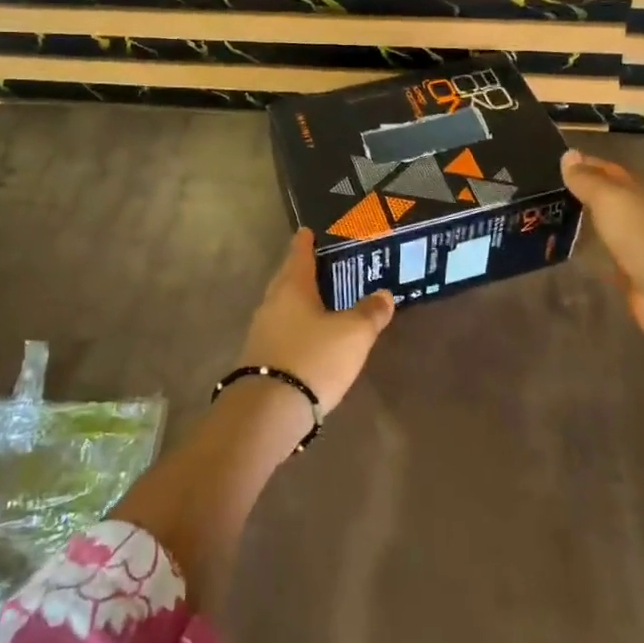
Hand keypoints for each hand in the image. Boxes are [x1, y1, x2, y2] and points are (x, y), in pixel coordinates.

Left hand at [238, 229, 395, 411]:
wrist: (268, 412)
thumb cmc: (313, 359)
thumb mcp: (353, 334)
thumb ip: (370, 313)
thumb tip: (384, 295)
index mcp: (292, 287)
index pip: (298, 254)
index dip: (305, 242)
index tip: (307, 230)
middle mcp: (272, 304)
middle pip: (287, 280)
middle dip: (301, 271)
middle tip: (321, 265)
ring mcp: (261, 333)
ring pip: (283, 307)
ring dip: (299, 302)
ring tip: (320, 302)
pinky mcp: (260, 360)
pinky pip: (281, 332)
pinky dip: (296, 328)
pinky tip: (310, 338)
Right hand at [561, 147, 643, 338]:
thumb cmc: (639, 234)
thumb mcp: (609, 199)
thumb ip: (587, 180)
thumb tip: (568, 154)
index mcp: (637, 192)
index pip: (609, 170)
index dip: (587, 164)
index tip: (558, 162)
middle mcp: (639, 214)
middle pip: (610, 198)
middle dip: (586, 193)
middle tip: (550, 192)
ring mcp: (636, 244)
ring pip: (607, 226)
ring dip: (587, 222)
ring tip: (554, 219)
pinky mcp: (631, 273)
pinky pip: (606, 255)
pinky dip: (591, 250)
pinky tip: (572, 252)